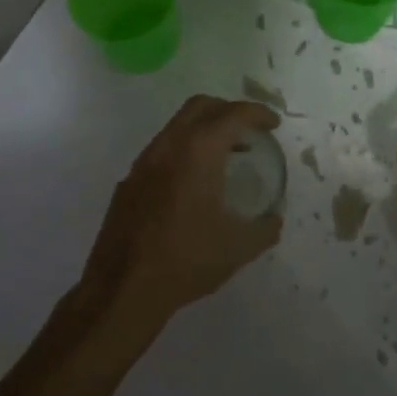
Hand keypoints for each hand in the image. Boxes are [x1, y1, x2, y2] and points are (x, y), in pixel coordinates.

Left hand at [80, 96, 283, 330]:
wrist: (123, 289)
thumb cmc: (185, 260)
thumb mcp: (237, 248)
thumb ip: (264, 229)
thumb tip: (274, 220)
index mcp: (199, 151)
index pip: (233, 114)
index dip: (258, 113)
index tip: (273, 124)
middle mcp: (170, 145)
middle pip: (201, 106)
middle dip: (229, 110)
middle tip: (248, 130)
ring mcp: (144, 161)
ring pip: (178, 125)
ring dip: (204, 130)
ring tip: (225, 156)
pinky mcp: (129, 180)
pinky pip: (162, 150)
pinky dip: (184, 150)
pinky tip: (192, 183)